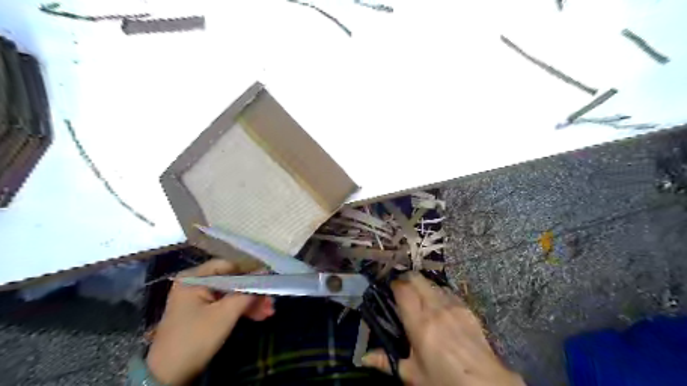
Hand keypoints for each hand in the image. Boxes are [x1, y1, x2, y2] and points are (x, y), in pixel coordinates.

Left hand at [146, 260, 272, 385]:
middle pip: (231, 281)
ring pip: (230, 294)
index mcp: (194, 278)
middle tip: (270, 303)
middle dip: (252, 293)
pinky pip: (224, 304)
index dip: (250, 273)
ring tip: (268, 312)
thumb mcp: (226, 313)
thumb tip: (266, 273)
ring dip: (250, 303)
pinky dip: (240, 310)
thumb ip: (247, 292)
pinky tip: (258, 316)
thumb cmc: (196, 338)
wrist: (168, 376)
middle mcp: (194, 283)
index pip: (229, 266)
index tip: (268, 283)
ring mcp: (196, 298)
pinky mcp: (200, 312)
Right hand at [362, 273, 524, 385]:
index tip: (389, 288)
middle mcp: (435, 308)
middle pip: (417, 279)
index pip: (403, 290)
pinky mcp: (467, 308)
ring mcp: (453, 306)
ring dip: (423, 285)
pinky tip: (439, 304)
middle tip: (402, 289)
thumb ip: (387, 362)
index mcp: (420, 323)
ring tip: (419, 296)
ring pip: (432, 283)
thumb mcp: (413, 375)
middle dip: (407, 279)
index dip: (394, 284)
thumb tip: (363, 358)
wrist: (486, 384)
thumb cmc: (444, 380)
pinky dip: (439, 292)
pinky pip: (448, 291)